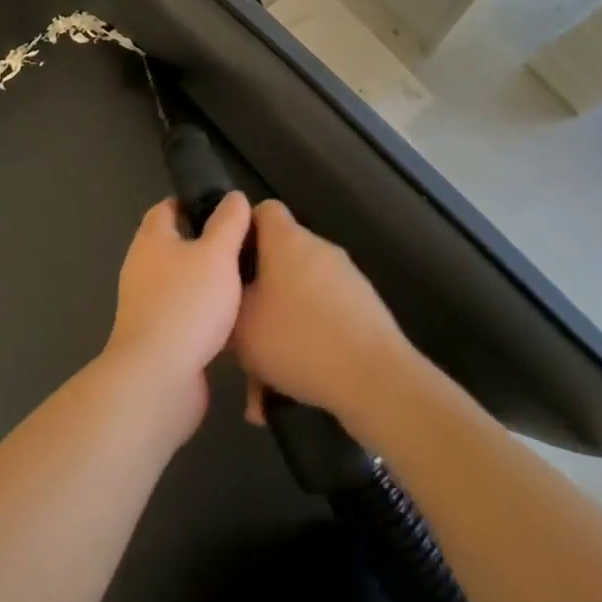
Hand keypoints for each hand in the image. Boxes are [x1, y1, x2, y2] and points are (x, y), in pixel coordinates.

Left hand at [103, 193, 250, 436]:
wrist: (158, 377)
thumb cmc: (187, 304)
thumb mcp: (217, 255)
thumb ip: (228, 223)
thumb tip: (234, 197)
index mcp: (151, 239)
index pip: (167, 208)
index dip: (192, 203)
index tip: (225, 208)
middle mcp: (142, 266)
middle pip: (173, 244)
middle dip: (204, 242)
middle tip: (243, 244)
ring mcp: (146, 303)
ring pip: (180, 280)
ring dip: (205, 279)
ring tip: (244, 279)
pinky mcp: (157, 335)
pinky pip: (183, 312)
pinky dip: (203, 311)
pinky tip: (231, 318)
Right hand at [232, 199, 411, 427]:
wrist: (376, 380)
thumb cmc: (297, 338)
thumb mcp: (239, 324)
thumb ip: (225, 302)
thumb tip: (228, 296)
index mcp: (286, 239)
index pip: (261, 210)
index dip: (241, 231)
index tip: (227, 264)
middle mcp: (318, 249)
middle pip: (279, 259)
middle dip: (259, 294)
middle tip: (240, 332)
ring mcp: (346, 279)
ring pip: (298, 298)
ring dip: (280, 330)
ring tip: (262, 382)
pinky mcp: (366, 311)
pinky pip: (323, 321)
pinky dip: (306, 347)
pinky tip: (290, 392)